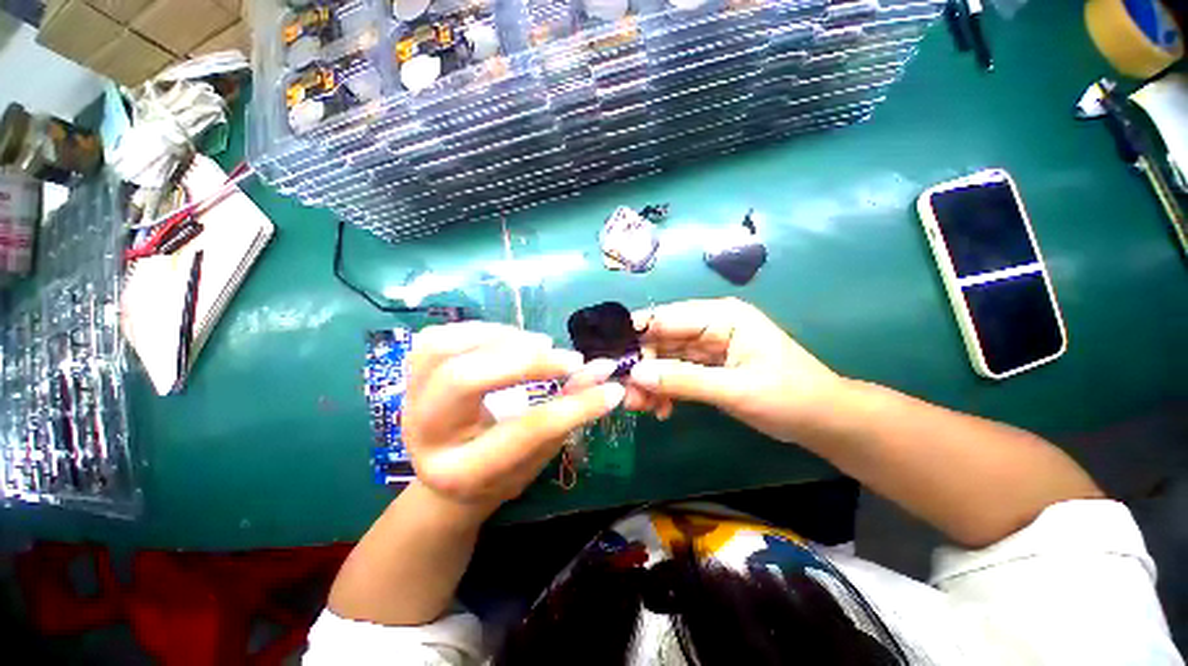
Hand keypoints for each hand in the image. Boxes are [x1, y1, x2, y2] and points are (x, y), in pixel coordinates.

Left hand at [402, 323, 625, 510]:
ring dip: (500, 338)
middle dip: (526, 361)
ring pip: (443, 348)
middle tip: (567, 358)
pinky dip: (480, 330)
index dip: (573, 407)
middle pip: (465, 379)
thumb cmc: (501, 472)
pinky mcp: (412, 376)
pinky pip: (438, 337)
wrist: (449, 475)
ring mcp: (410, 399)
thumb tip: (605, 370)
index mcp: (461, 473)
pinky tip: (510, 338)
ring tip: (539, 344)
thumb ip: (569, 410)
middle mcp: (424, 434)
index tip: (610, 388)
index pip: (524, 432)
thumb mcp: (538, 452)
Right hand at [625, 298, 848, 442]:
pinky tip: (661, 410)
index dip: (636, 334)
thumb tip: (636, 374)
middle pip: (661, 339)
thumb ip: (683, 380)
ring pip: (665, 359)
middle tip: (625, 393)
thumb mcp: (734, 389)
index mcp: (721, 316)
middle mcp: (710, 325)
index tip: (608, 356)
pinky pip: (675, 374)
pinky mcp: (706, 367)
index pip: (666, 317)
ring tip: (639, 407)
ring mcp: (707, 347)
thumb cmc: (787, 397)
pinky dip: (664, 390)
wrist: (822, 421)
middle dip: (642, 366)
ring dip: (650, 381)